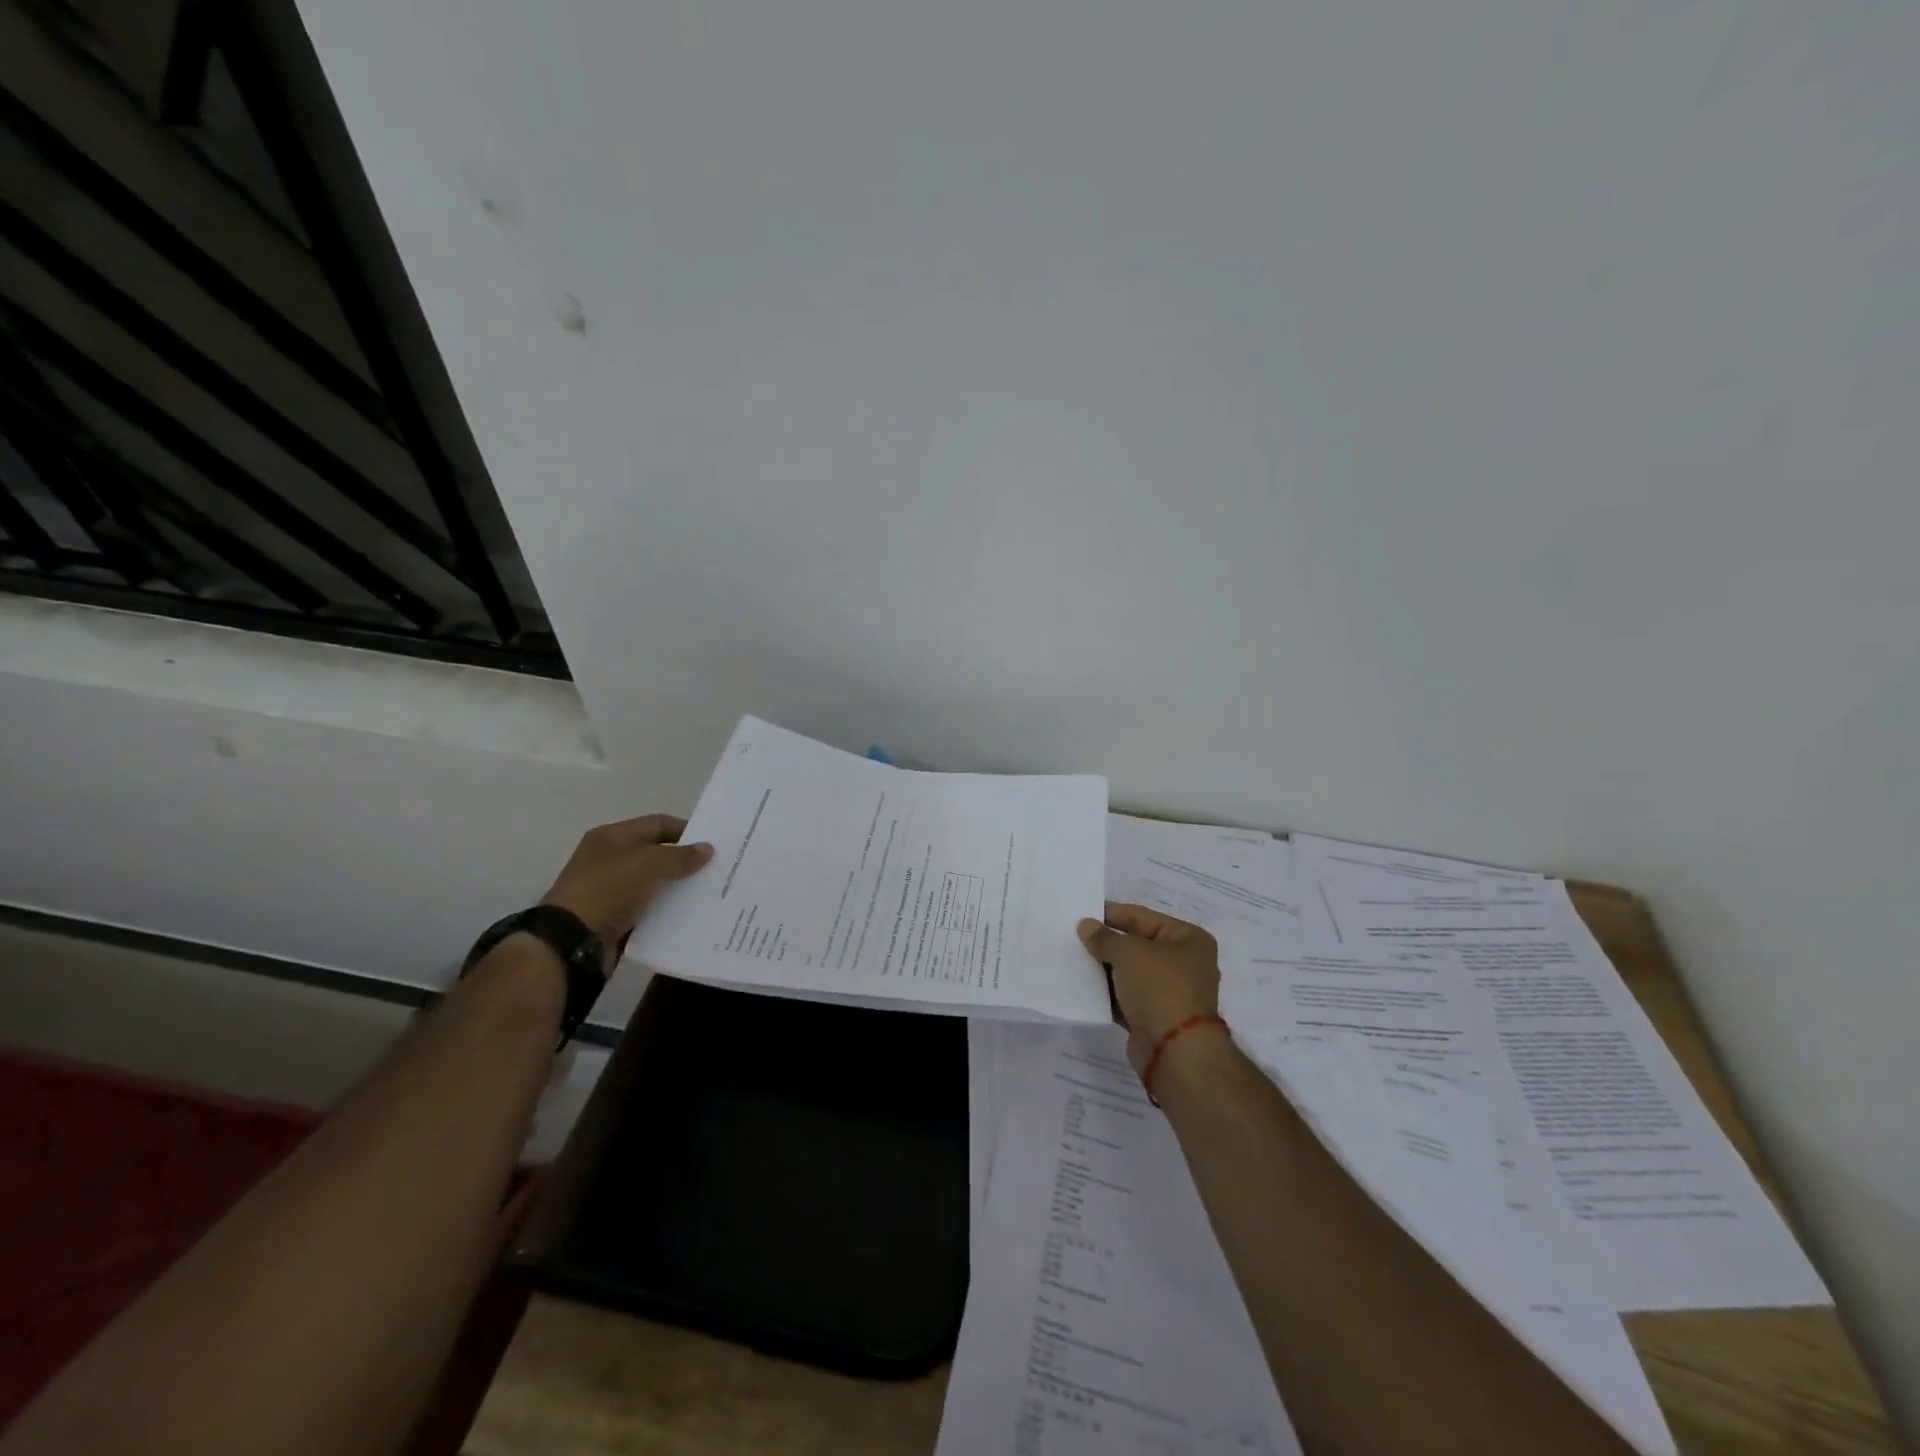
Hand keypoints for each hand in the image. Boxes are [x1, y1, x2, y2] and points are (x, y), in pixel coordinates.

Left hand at [541, 814, 714, 954]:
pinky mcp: (614, 918)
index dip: (686, 830)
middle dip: (685, 861)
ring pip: (654, 884)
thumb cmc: (608, 890)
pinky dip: (666, 912)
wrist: (571, 942)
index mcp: (612, 837)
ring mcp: (611, 890)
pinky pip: (647, 910)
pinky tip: (689, 916)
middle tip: (716, 870)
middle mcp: (610, 859)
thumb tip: (707, 849)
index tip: (714, 844)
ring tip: (709, 894)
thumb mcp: (649, 865)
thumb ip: (681, 856)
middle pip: (657, 854)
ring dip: (678, 888)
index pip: (658, 824)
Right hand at [1078, 903, 1224, 1073]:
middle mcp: (1184, 963)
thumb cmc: (1159, 987)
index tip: (1082, 911)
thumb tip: (1086, 926)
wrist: (1175, 1051)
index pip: (1142, 916)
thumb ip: (1104, 937)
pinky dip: (1108, 992)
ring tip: (1073, 958)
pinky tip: (1082, 986)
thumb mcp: (1128, 952)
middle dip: (1107, 942)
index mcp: (1188, 938)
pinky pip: (1127, 997)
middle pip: (1137, 944)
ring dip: (1105, 968)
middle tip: (1073, 935)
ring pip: (1130, 972)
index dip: (1111, 913)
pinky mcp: (1156, 1017)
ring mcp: (1171, 992)